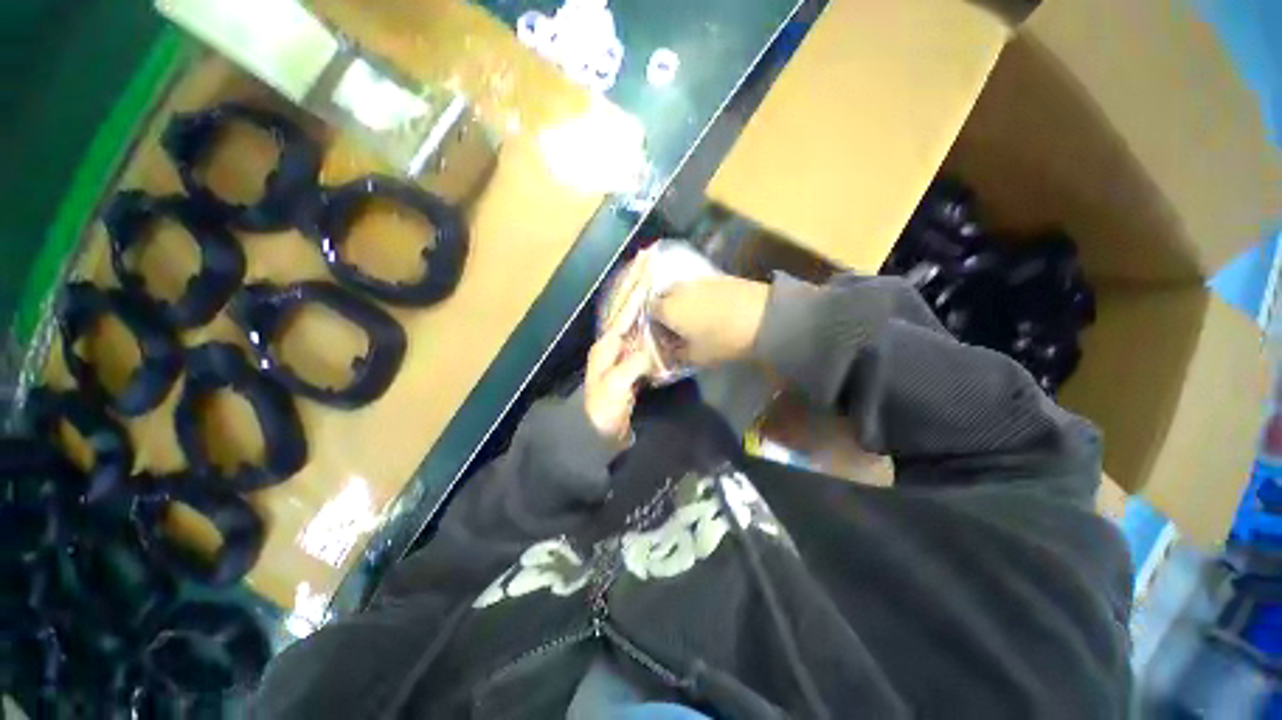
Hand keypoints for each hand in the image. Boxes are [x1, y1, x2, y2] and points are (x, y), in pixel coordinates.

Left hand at [585, 254, 654, 444]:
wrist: (595, 434)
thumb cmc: (602, 411)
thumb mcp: (615, 388)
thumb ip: (633, 364)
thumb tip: (650, 346)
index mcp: (608, 343)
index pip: (626, 308)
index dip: (637, 286)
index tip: (647, 262)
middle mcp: (612, 341)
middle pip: (627, 306)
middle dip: (637, 282)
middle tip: (648, 258)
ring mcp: (620, 351)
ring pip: (633, 315)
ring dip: (641, 295)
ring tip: (652, 276)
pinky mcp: (629, 361)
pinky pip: (639, 331)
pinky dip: (646, 317)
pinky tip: (655, 311)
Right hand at [652, 275, 769, 367]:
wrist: (762, 317)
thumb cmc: (723, 340)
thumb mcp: (697, 356)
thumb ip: (677, 353)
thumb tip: (670, 349)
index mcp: (668, 309)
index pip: (649, 311)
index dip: (654, 324)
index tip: (664, 335)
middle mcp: (678, 290)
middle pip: (663, 297)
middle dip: (665, 310)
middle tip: (676, 326)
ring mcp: (697, 280)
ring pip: (680, 290)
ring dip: (682, 302)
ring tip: (694, 317)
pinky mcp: (716, 276)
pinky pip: (698, 286)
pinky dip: (698, 296)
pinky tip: (710, 307)